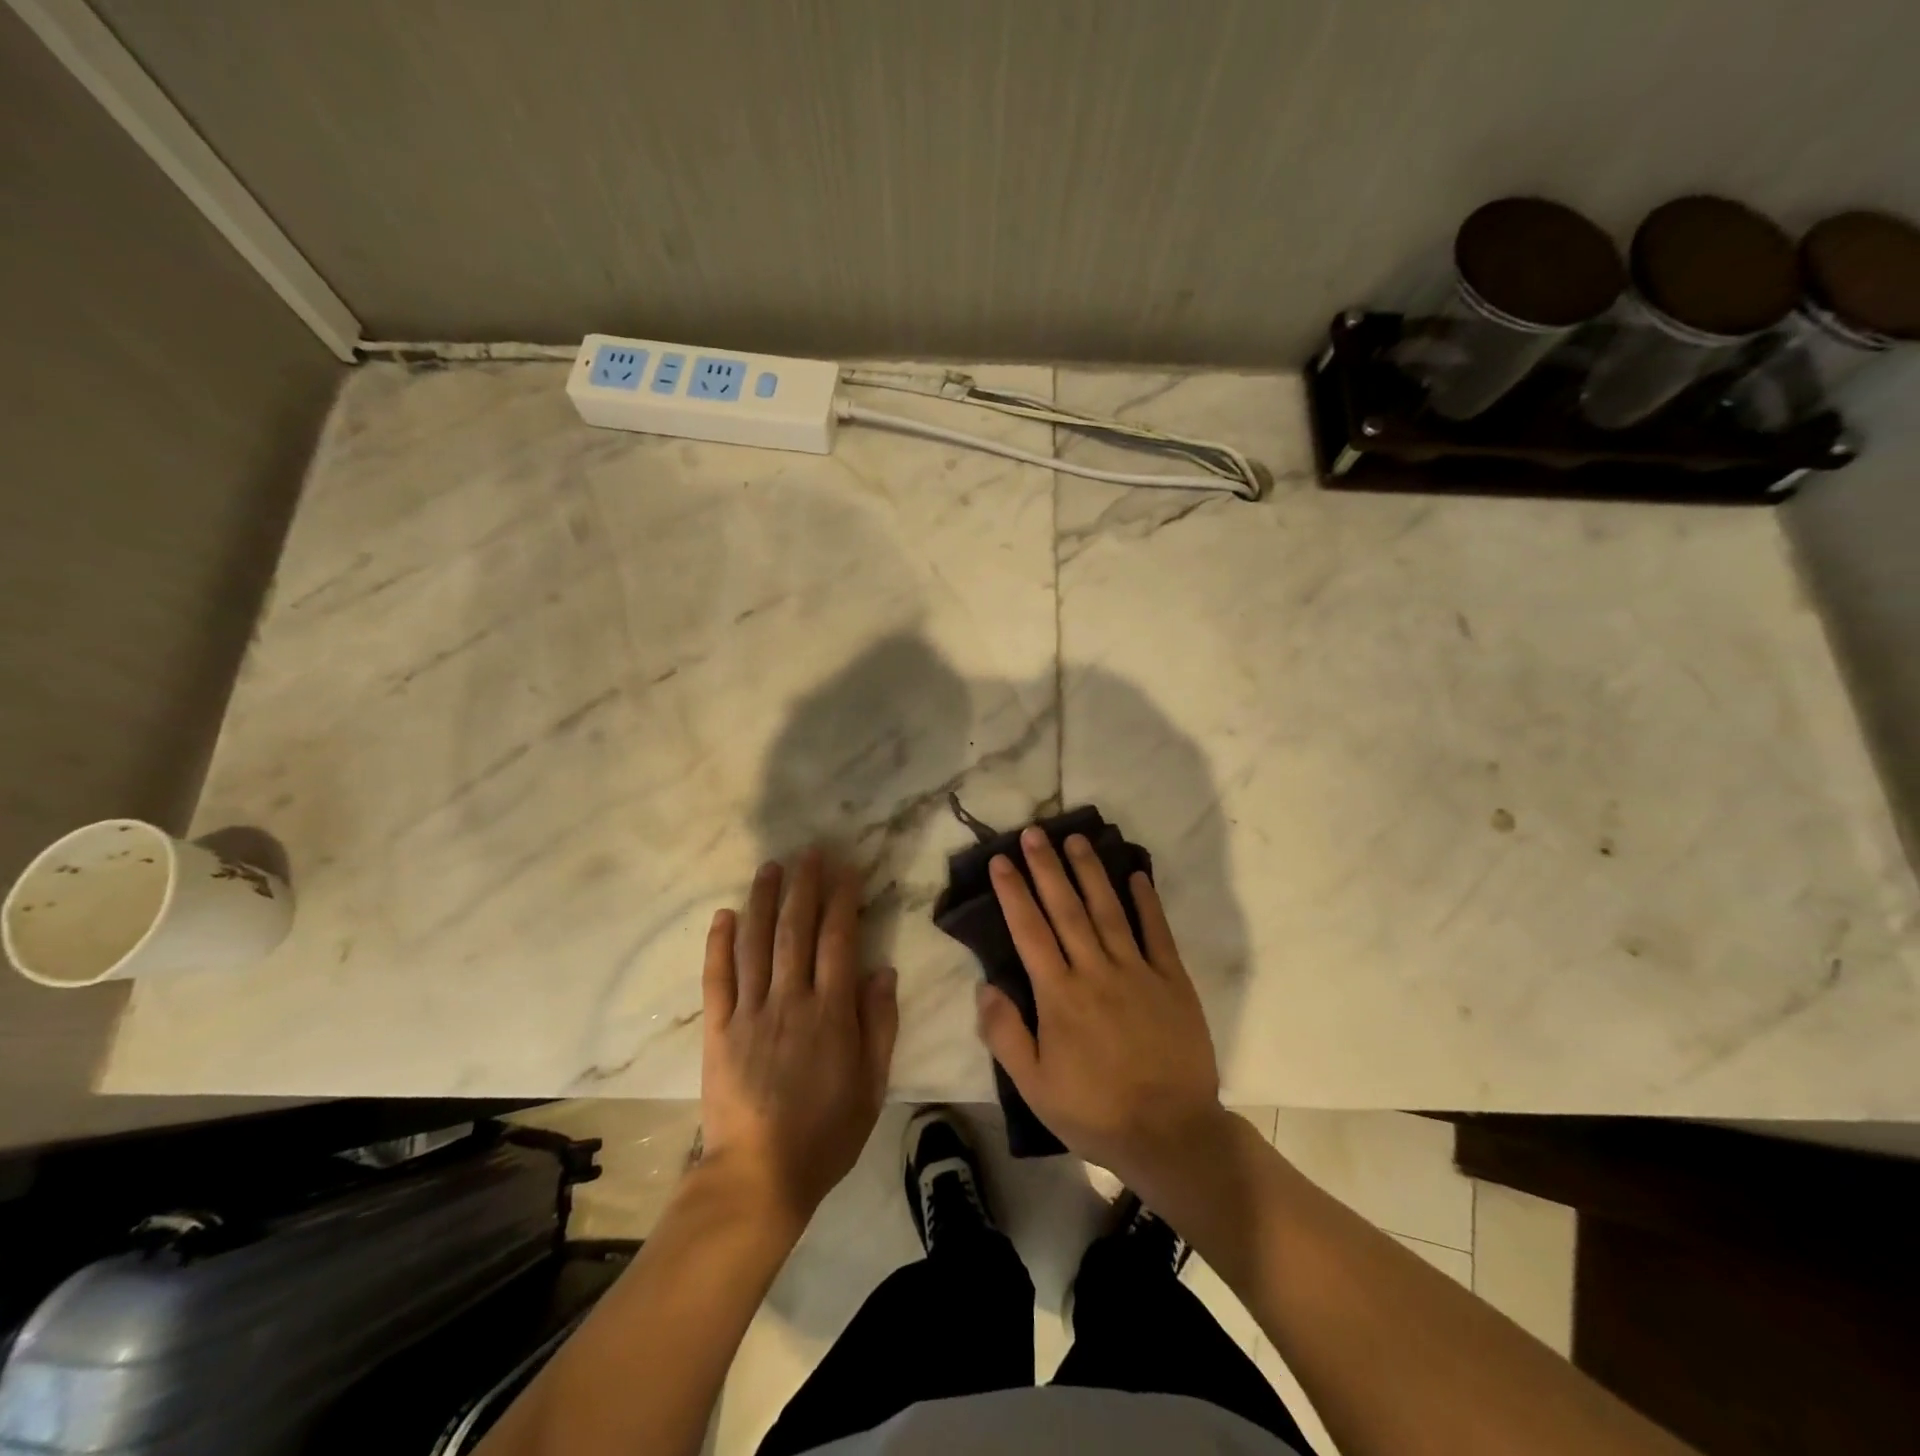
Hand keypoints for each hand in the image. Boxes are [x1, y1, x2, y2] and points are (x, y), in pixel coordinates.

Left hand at [700, 849, 897, 1231]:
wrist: (758, 1177)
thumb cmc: (825, 1133)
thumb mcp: (872, 1085)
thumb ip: (879, 1025)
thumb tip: (883, 970)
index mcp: (831, 1013)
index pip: (838, 940)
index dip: (843, 900)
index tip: (846, 869)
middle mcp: (789, 1000)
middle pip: (796, 930)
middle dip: (804, 886)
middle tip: (808, 852)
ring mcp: (749, 1012)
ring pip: (756, 944)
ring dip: (763, 901)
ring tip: (770, 867)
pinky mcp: (718, 1030)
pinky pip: (717, 978)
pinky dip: (719, 944)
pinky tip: (724, 914)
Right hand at [976, 827, 1226, 1190]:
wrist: (1171, 1134)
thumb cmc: (1095, 1112)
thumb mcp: (1034, 1086)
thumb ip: (1005, 1034)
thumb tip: (984, 986)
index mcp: (1059, 995)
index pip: (1029, 931)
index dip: (1013, 892)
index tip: (1001, 860)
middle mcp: (1096, 971)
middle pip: (1066, 909)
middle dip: (1047, 867)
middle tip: (1035, 832)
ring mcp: (1137, 971)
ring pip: (1108, 910)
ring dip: (1090, 872)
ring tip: (1076, 839)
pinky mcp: (1172, 980)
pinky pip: (1157, 932)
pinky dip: (1147, 902)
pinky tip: (1136, 875)